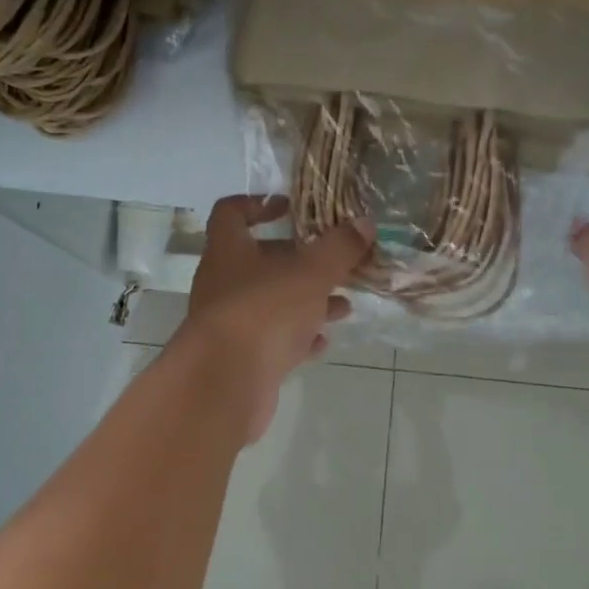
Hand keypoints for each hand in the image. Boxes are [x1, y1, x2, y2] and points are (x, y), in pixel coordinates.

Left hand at [178, 196, 372, 443]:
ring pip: (272, 303)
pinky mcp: (242, 358)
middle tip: (334, 260)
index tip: (290, 207)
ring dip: (306, 301)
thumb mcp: (311, 272)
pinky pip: (274, 341)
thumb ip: (339, 247)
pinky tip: (324, 341)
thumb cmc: (264, 311)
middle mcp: (224, 283)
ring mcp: (231, 323)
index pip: (231, 213)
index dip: (258, 204)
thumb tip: (365, 223)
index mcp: (229, 251)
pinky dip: (299, 338)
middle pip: (259, 260)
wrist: (225, 385)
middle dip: (299, 260)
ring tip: (344, 304)